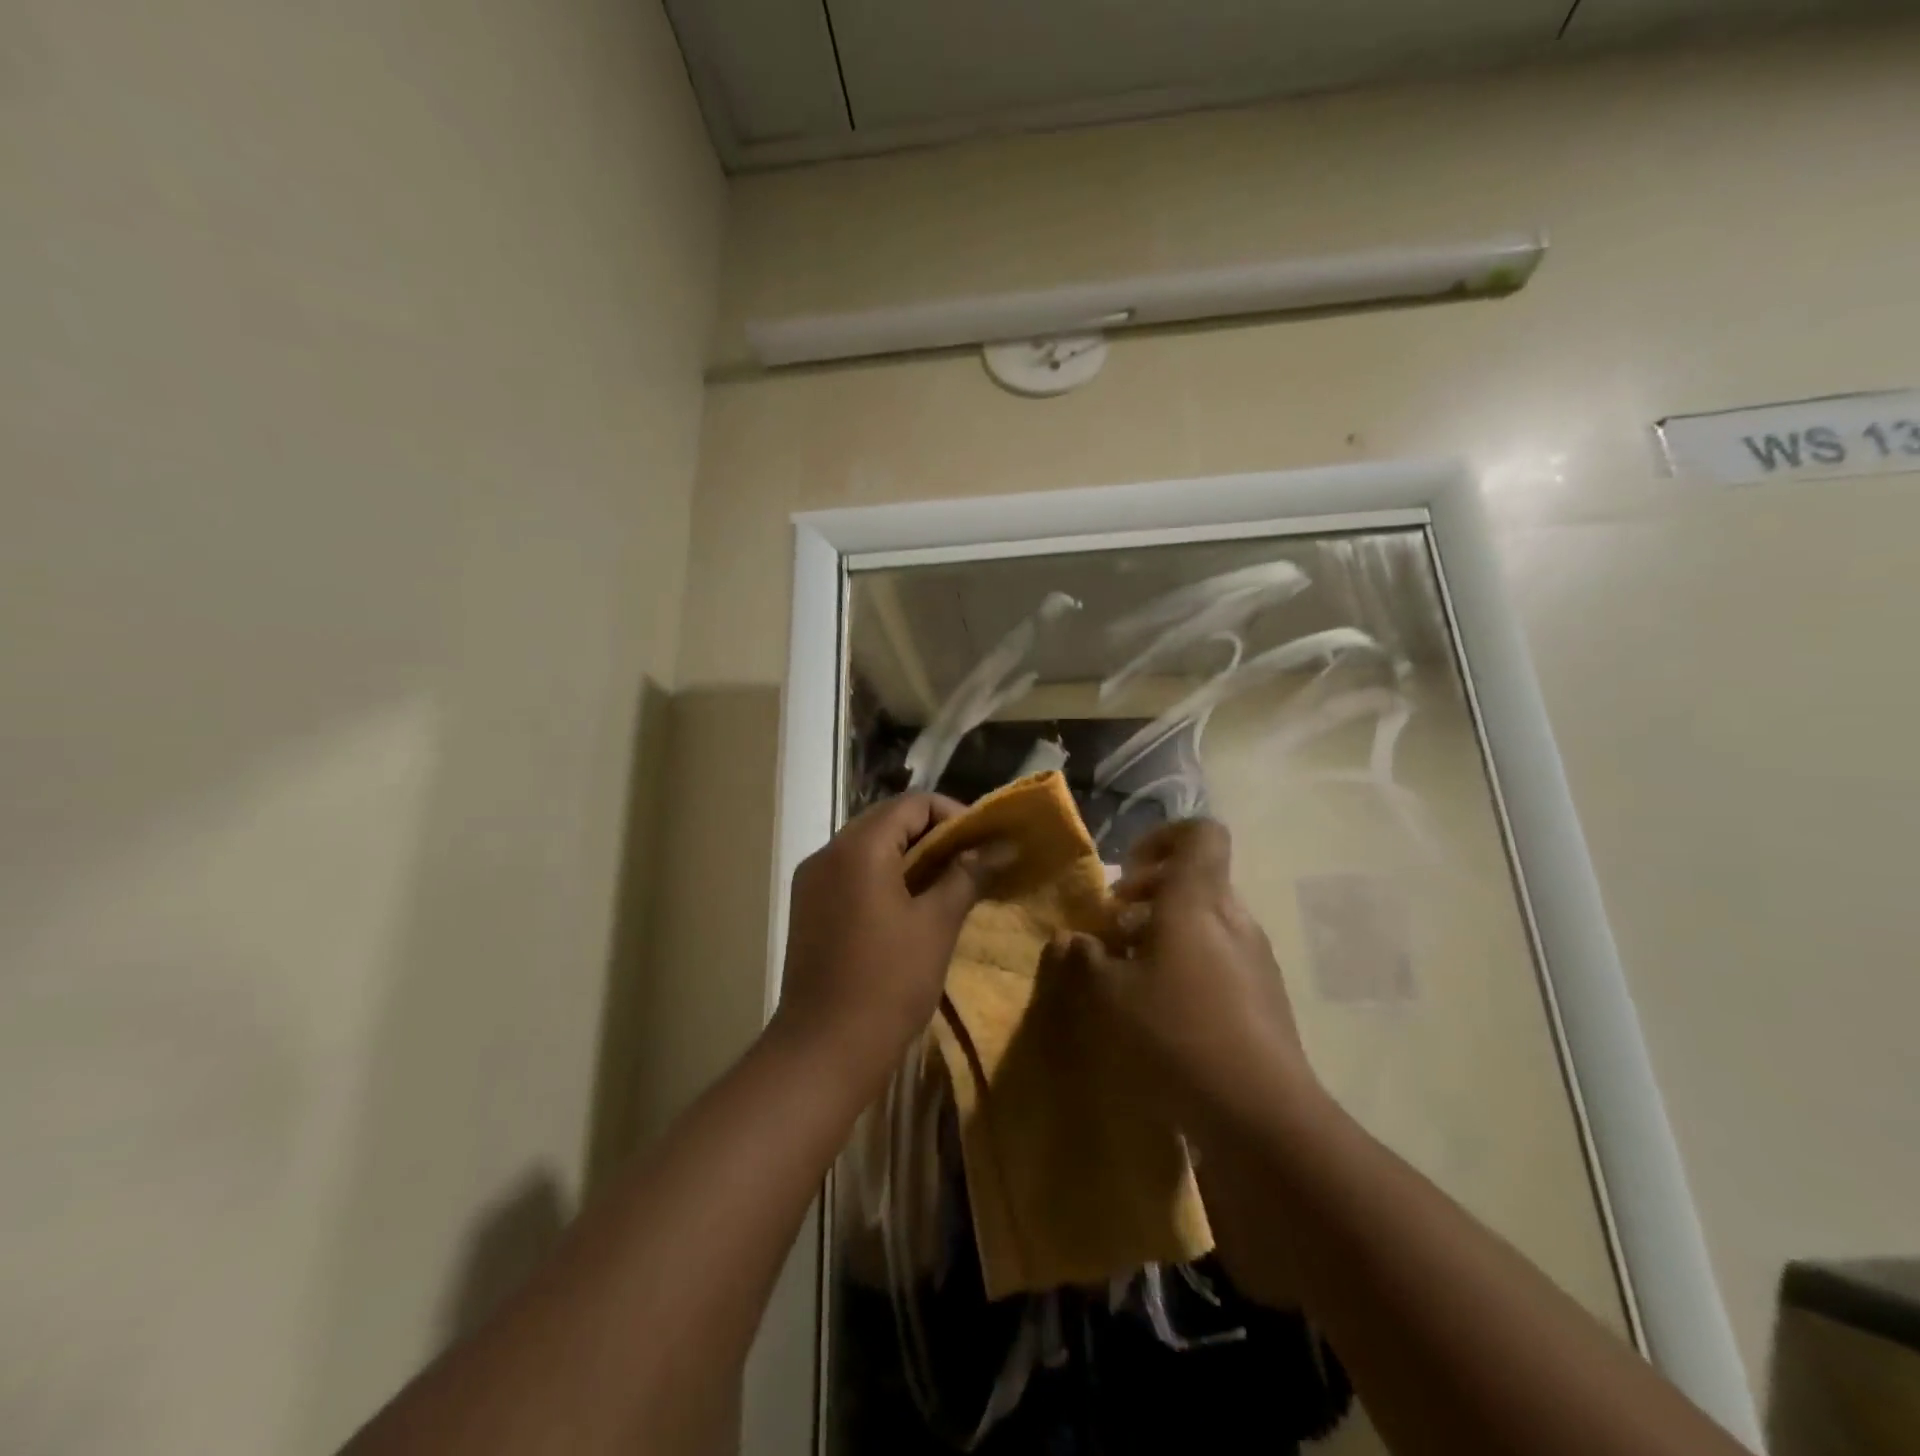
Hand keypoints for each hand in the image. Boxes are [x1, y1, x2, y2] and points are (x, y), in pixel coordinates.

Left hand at [772, 794, 995, 1090]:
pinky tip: (909, 904)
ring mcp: (812, 880)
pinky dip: (883, 875)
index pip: (912, 803)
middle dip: (932, 834)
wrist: (823, 1049)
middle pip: (887, 820)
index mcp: (858, 847)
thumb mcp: (937, 924)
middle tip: (970, 861)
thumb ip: (967, 875)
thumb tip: (1002, 845)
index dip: (953, 814)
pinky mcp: (808, 907)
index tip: (983, 843)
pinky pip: (851, 872)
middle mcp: (828, 852)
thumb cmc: (888, 982)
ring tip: (946, 882)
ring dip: (908, 855)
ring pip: (868, 846)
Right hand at [1065, 819, 1315, 1126]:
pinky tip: (1163, 1010)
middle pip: (1196, 880)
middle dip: (1149, 895)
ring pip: (1206, 921)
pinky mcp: (1266, 996)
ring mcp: (1257, 958)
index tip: (1127, 873)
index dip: (1162, 838)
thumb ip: (1085, 958)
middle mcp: (1234, 918)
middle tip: (1113, 931)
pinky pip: (1221, 957)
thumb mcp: (1109, 996)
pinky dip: (1188, 965)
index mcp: (1197, 901)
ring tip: (1131, 974)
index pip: (1200, 834)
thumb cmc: (1176, 1035)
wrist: (1261, 1116)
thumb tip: (1072, 939)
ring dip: (1165, 933)